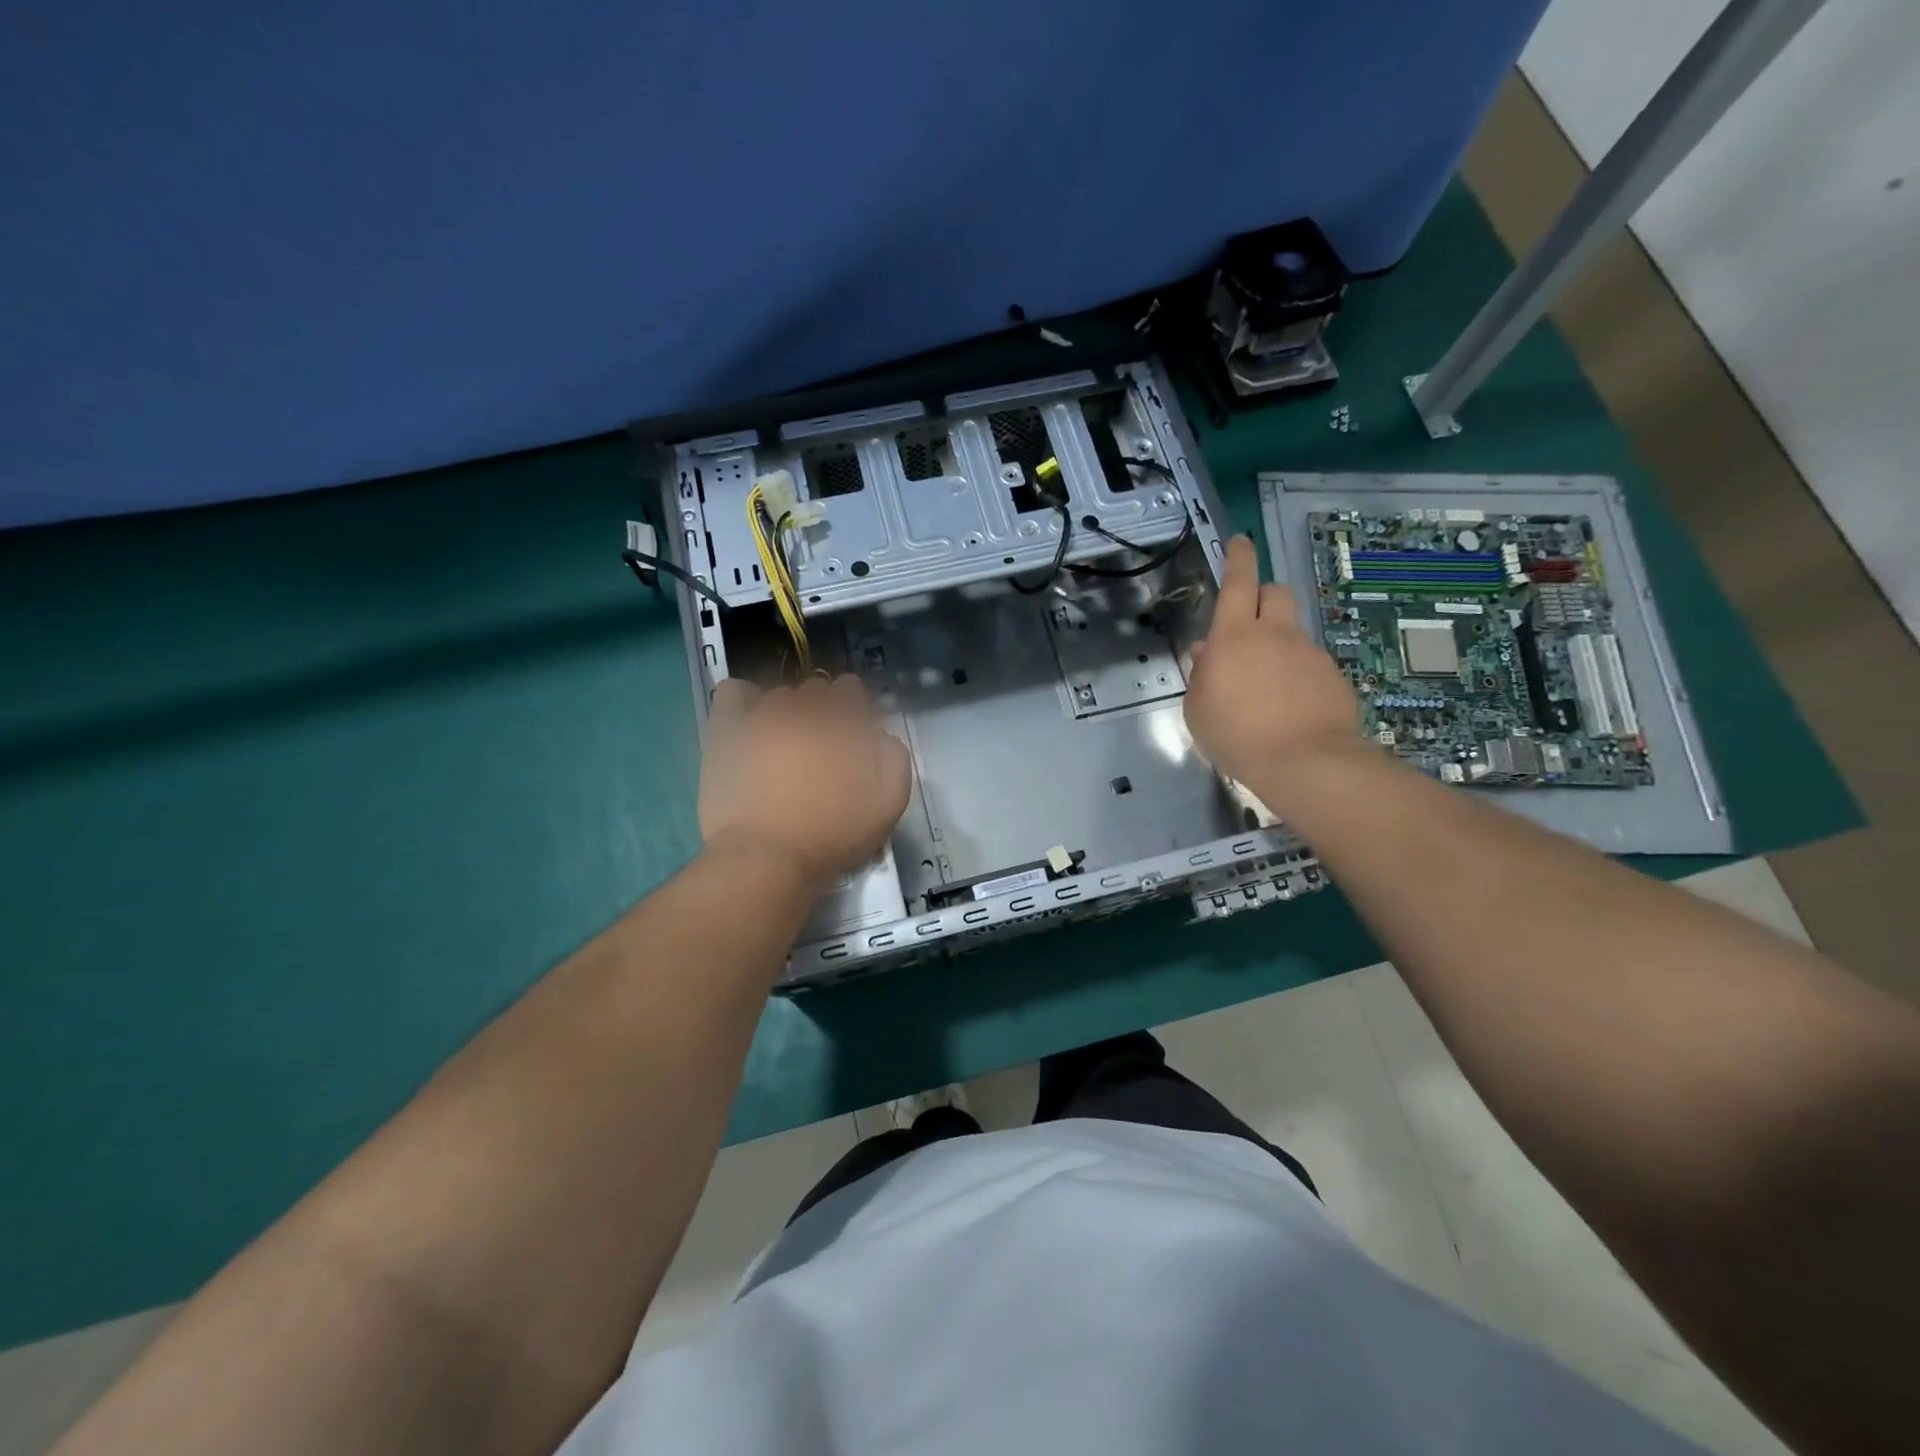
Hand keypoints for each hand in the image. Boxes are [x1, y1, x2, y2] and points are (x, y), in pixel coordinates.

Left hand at [697, 675, 912, 894]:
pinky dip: (745, 702)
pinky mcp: (726, 729)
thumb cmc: (831, 837)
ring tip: (783, 749)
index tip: (850, 738)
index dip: (852, 711)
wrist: (765, 859)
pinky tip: (752, 727)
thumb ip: (894, 758)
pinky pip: (735, 693)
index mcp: (844, 723)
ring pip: (779, 696)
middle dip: (822, 713)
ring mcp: (762, 715)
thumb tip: (880, 735)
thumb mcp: (888, 805)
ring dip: (787, 714)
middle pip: (816, 691)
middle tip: (819, 752)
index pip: (850, 689)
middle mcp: (804, 709)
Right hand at [1184, 535, 1363, 806]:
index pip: (1238, 582)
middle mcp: (1275, 634)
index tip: (1239, 541)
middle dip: (1262, 595)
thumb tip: (1206, 652)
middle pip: (1275, 592)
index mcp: (1234, 637)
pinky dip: (1297, 673)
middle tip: (1248, 620)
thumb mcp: (1198, 709)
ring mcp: (1308, 653)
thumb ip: (1201, 674)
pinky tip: (1290, 705)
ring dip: (1278, 642)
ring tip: (1267, 682)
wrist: (1305, 762)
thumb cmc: (1236, 735)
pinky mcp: (1332, 675)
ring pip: (1292, 630)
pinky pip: (1309, 662)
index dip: (1238, 557)